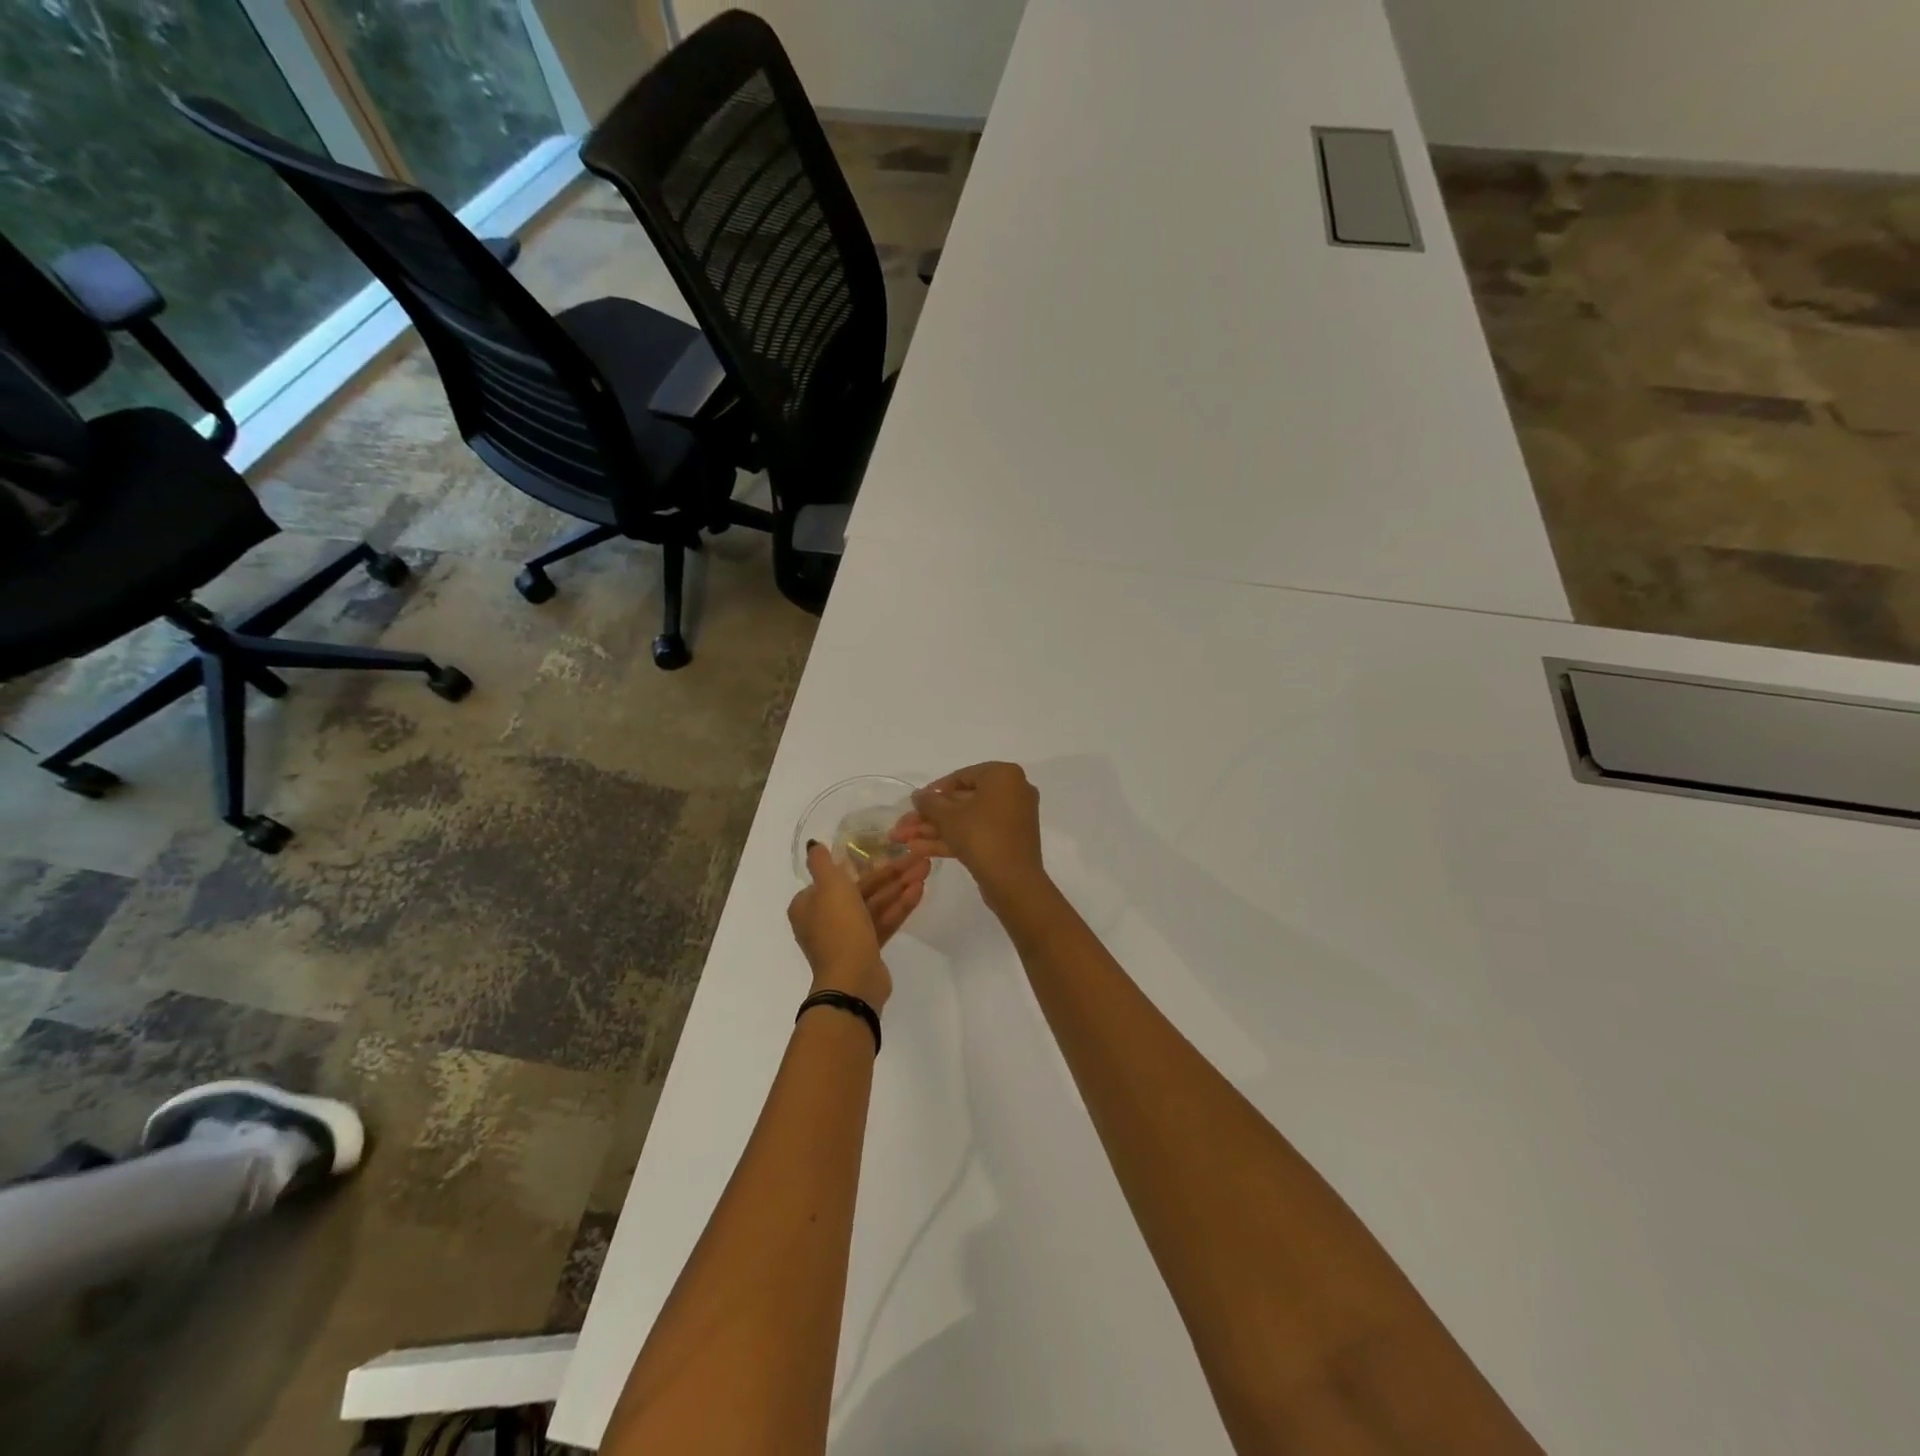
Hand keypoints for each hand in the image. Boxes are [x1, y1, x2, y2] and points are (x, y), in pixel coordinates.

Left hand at [787, 844, 929, 1009]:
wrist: (852, 979)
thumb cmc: (838, 927)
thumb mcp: (829, 886)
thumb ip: (821, 863)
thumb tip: (813, 845)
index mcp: (809, 904)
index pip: (836, 877)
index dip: (864, 862)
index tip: (888, 849)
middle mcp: (825, 919)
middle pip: (861, 889)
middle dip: (890, 874)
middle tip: (918, 858)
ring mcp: (848, 936)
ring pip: (876, 904)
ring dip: (899, 887)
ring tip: (925, 869)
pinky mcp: (867, 949)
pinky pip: (883, 921)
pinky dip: (900, 907)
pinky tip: (920, 890)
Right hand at [892, 762, 1045, 905]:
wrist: (1014, 882)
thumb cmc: (982, 837)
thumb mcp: (948, 817)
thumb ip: (929, 802)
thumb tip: (918, 794)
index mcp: (1003, 776)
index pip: (961, 777)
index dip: (933, 791)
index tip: (914, 805)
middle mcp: (1012, 792)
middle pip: (962, 801)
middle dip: (930, 817)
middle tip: (903, 827)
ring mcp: (1012, 818)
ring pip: (967, 820)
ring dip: (935, 830)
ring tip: (904, 841)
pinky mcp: (1008, 841)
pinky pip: (977, 834)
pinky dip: (952, 840)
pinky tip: (920, 850)